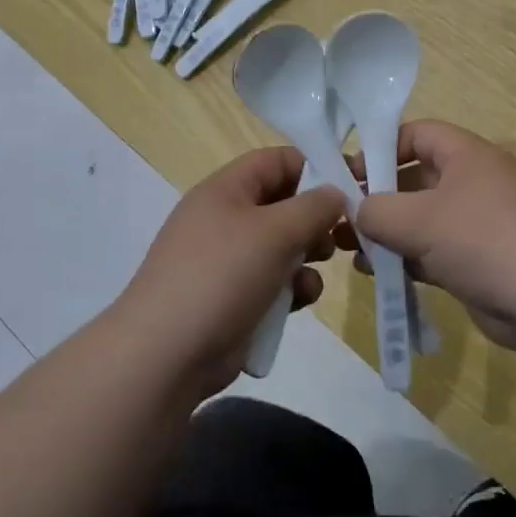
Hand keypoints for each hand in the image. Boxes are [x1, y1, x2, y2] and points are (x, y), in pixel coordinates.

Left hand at [113, 147, 345, 397]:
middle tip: (344, 233)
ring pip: (283, 245)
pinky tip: (301, 300)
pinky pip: (274, 281)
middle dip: (316, 217)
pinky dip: (292, 287)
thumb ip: (314, 206)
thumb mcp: (275, 232)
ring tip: (321, 265)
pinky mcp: (235, 298)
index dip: (313, 166)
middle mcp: (226, 218)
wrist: (166, 356)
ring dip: (308, 254)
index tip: (349, 186)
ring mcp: (228, 261)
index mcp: (226, 190)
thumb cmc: (222, 277)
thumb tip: (335, 193)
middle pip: (283, 203)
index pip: (275, 161)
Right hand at [349, 121, 515, 352]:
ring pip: (422, 218)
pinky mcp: (479, 259)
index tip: (348, 172)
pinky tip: (377, 273)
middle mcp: (474, 181)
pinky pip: (434, 250)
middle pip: (416, 178)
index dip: (381, 147)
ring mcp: (479, 222)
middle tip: (341, 216)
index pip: (417, 133)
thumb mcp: (419, 220)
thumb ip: (377, 211)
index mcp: (467, 155)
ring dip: (387, 232)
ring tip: (349, 248)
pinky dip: (407, 257)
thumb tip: (357, 212)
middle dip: (378, 196)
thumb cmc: (483, 241)